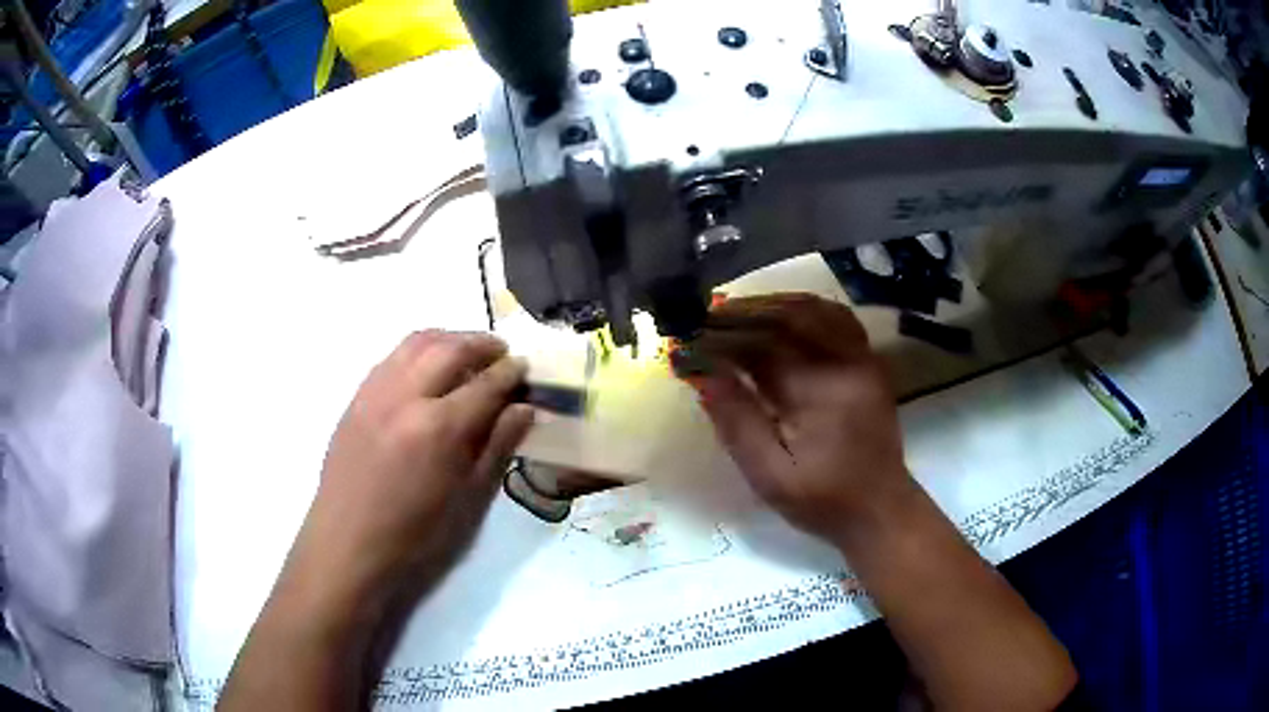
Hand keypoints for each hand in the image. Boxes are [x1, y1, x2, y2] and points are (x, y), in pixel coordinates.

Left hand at [220, 331, 533, 710]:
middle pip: (451, 349)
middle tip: (503, 353)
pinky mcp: (356, 396)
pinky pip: (392, 357)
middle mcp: (407, 396)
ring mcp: (376, 392)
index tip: (526, 368)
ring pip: (417, 342)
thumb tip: (524, 409)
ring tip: (467, 351)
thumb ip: (497, 447)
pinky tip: (427, 368)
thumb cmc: (416, 534)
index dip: (511, 373)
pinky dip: (418, 350)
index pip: (486, 384)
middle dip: (483, 344)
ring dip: (449, 339)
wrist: (349, 542)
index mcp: (440, 428)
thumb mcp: (468, 499)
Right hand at [690, 294, 910, 540]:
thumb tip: (701, 373)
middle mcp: (844, 361)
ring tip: (735, 315)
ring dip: (771, 306)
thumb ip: (736, 421)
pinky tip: (781, 318)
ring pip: (814, 309)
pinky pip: (836, 318)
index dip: (719, 338)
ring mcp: (862, 357)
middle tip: (705, 319)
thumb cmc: (821, 499)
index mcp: (817, 390)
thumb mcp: (769, 474)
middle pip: (787, 316)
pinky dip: (804, 310)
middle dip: (742, 314)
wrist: (879, 509)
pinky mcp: (869, 362)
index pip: (759, 345)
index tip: (687, 341)